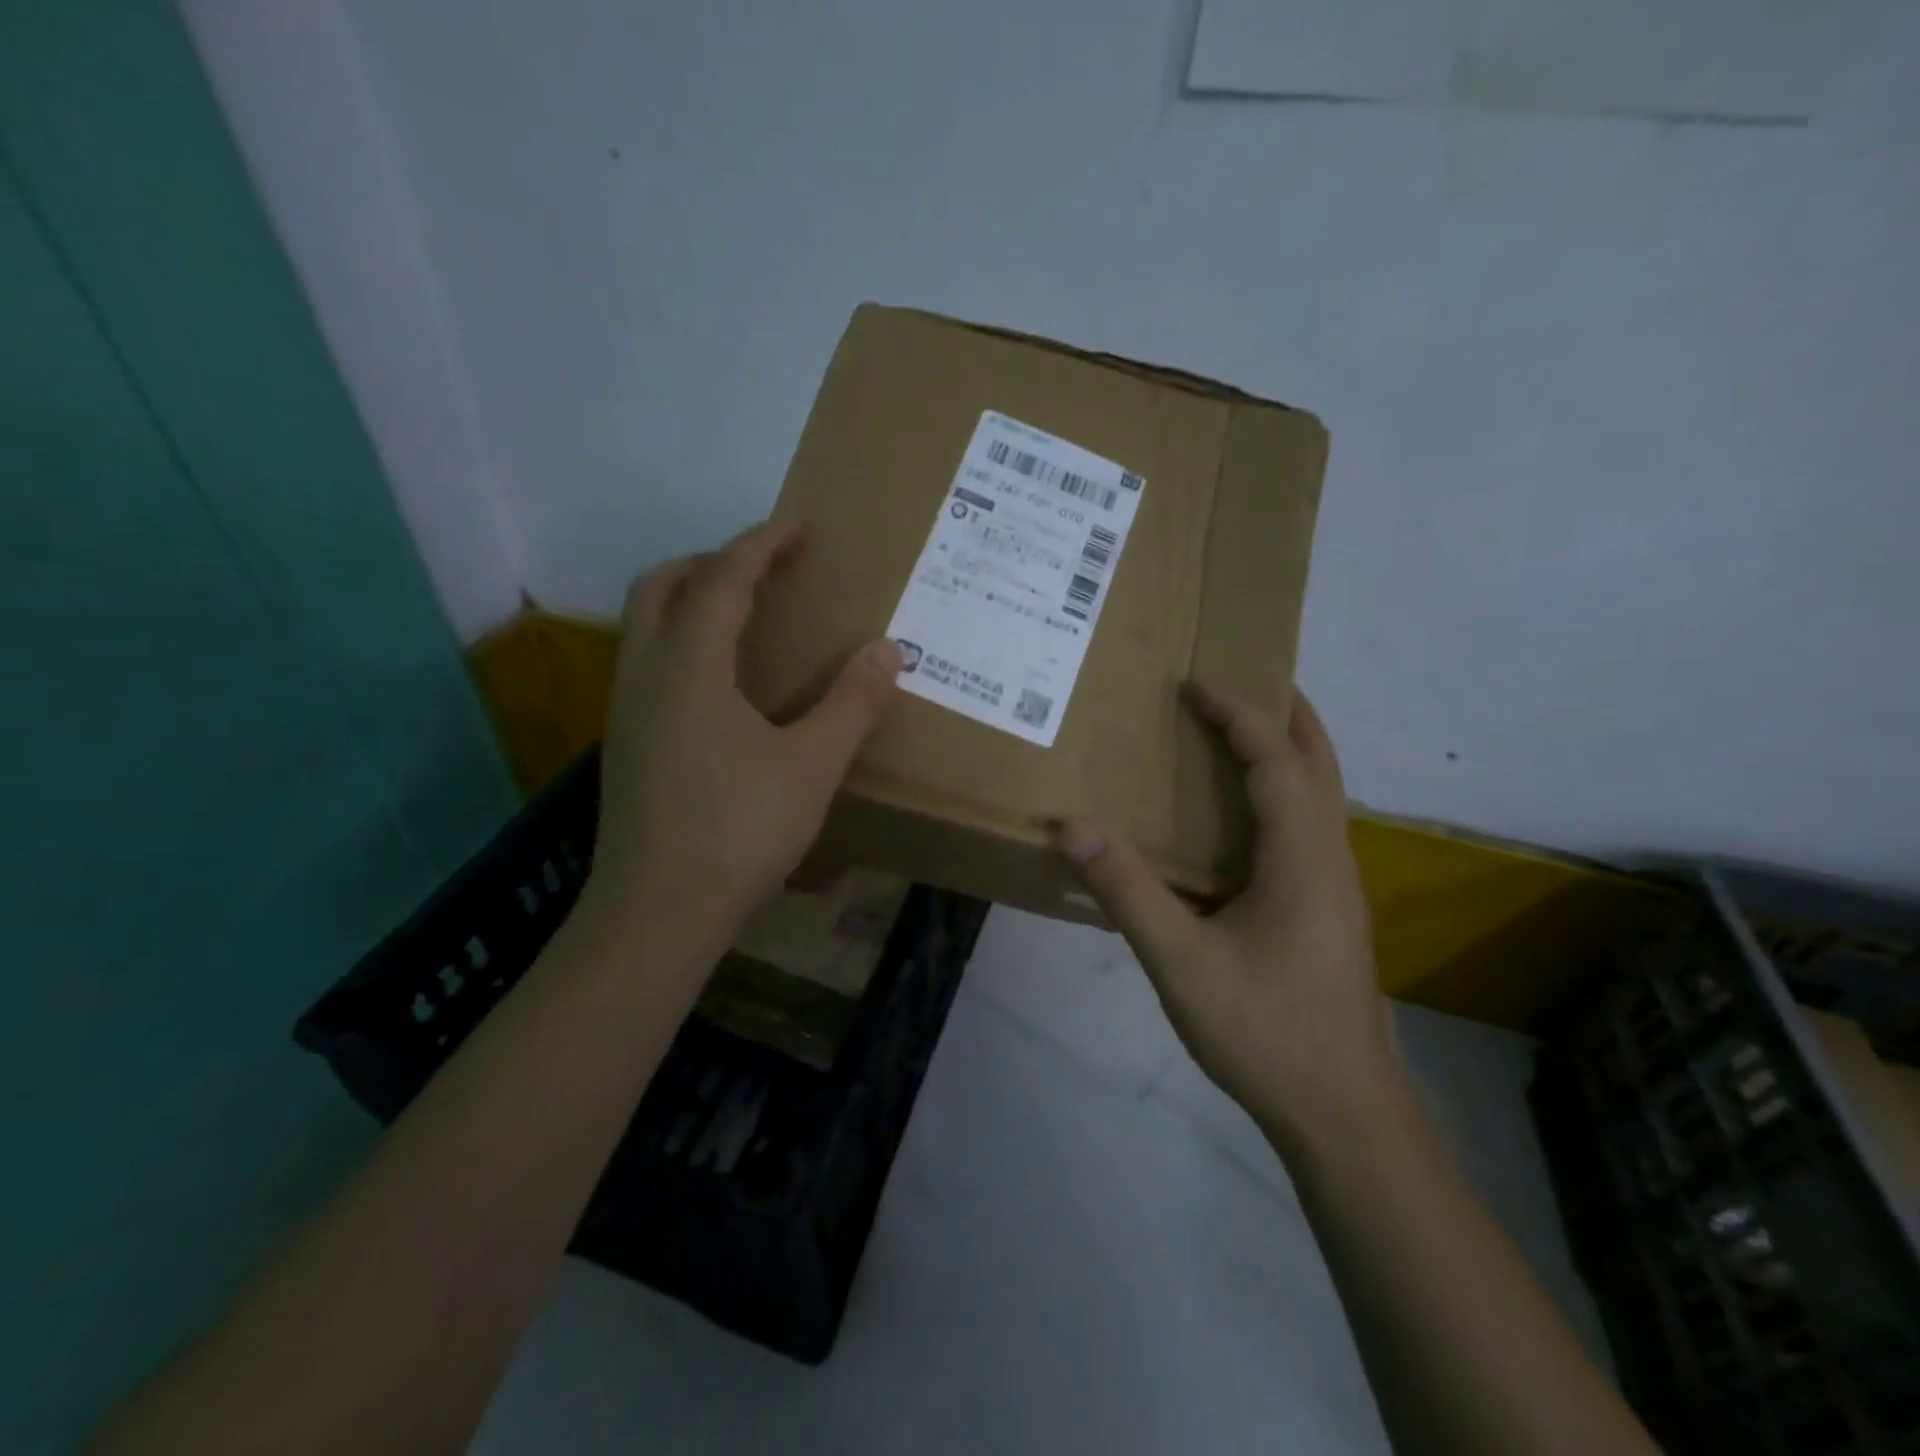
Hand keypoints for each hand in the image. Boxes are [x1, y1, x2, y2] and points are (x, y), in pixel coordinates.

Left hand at [582, 520, 902, 971]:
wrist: (657, 916)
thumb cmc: (738, 832)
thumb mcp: (811, 766)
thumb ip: (851, 704)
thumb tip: (886, 650)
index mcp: (689, 666)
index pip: (722, 579)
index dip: (762, 544)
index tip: (800, 527)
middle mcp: (646, 675)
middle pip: (660, 586)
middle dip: (710, 561)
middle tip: (764, 570)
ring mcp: (626, 712)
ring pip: (646, 626)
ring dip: (690, 601)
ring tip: (747, 619)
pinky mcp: (626, 747)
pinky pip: (649, 665)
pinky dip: (683, 645)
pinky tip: (724, 688)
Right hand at [1056, 686, 1396, 1146]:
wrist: (1342, 1112)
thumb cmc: (1266, 1031)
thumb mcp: (1182, 963)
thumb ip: (1128, 892)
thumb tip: (1072, 827)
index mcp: (1303, 857)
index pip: (1276, 760)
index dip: (1239, 714)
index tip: (1196, 685)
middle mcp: (1330, 857)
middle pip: (1319, 762)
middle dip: (1284, 713)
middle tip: (1241, 678)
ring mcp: (1336, 884)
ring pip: (1321, 793)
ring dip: (1287, 749)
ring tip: (1237, 730)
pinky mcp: (1328, 909)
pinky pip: (1309, 824)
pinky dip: (1283, 790)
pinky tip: (1243, 814)